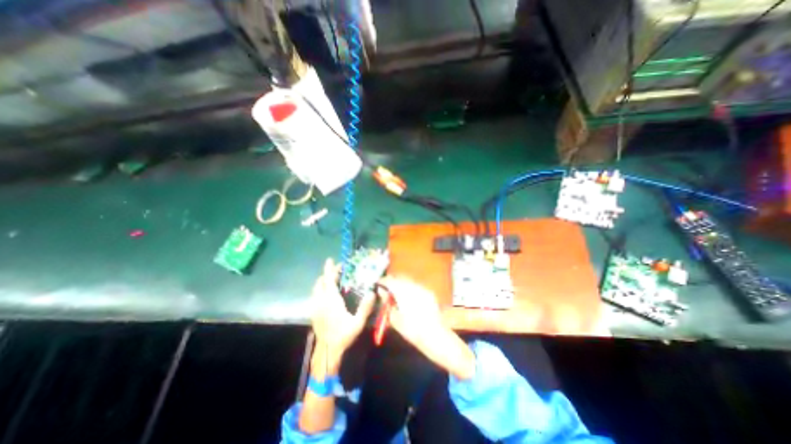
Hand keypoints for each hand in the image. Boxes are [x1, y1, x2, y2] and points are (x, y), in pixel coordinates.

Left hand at [311, 259, 373, 368]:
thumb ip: (365, 308)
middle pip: (320, 282)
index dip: (330, 269)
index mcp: (331, 301)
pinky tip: (327, 293)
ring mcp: (315, 306)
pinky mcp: (313, 312)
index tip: (331, 260)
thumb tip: (372, 293)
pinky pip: (314, 295)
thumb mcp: (357, 323)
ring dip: (322, 281)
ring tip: (332, 278)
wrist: (327, 350)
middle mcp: (321, 301)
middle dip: (327, 273)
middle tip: (337, 270)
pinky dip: (320, 289)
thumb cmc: (343, 335)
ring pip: (316, 288)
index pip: (328, 280)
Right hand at [377, 276, 474, 379]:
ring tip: (397, 292)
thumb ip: (386, 302)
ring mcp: (422, 288)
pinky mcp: (429, 292)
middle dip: (392, 280)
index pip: (389, 280)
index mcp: (402, 292)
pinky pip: (416, 285)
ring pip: (408, 280)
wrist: (434, 335)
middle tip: (386, 288)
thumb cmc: (411, 329)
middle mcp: (412, 286)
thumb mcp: (394, 318)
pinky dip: (410, 287)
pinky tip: (409, 296)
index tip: (378, 284)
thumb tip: (380, 291)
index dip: (383, 281)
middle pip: (399, 277)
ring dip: (401, 283)